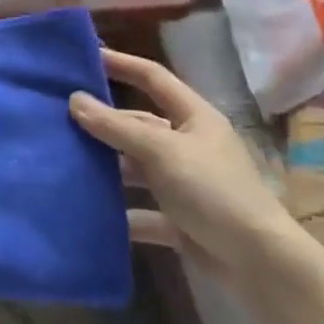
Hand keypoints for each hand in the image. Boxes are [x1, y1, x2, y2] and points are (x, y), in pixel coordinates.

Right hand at [70, 48, 298, 283]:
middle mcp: (190, 145)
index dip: (121, 63)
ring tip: (68, 161)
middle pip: (140, 125)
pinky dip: (123, 213)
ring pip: (139, 167)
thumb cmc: (213, 191)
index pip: (152, 77)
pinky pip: (144, 211)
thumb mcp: (161, 152)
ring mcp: (187, 184)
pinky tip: (94, 214)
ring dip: (109, 168)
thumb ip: (116, 127)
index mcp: (194, 118)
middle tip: (61, 117)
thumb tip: (74, 100)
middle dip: (105, 123)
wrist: (262, 266)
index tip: (85, 56)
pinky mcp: (183, 221)